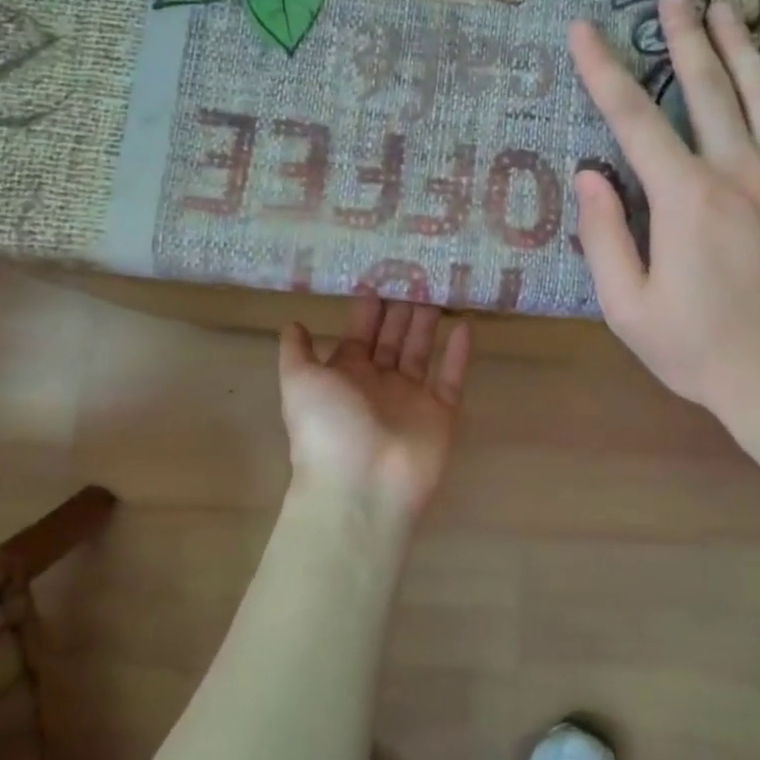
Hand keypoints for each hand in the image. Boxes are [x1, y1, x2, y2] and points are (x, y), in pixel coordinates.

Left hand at [279, 295, 473, 523]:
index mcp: (346, 376)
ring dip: (428, 324)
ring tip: (438, 289)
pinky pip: (451, 377)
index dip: (368, 308)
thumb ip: (297, 352)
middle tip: (416, 274)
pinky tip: (465, 324)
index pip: (359, 334)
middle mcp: (379, 384)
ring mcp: (412, 399)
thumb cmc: (328, 428)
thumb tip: (294, 323)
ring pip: (421, 352)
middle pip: (392, 339)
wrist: (362, 486)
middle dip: (401, 309)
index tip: (380, 275)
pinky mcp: (441, 414)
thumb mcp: (299, 383)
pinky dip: (459, 353)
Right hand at [568, 0, 759, 421]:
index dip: (603, 70)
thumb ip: (604, 237)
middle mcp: (740, 172)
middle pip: (709, 86)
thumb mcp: (628, 308)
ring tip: (727, 8)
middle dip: (684, 34)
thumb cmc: (699, 350)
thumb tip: (590, 176)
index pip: (635, 119)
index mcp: (685, 199)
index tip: (583, 30)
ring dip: (743, 45)